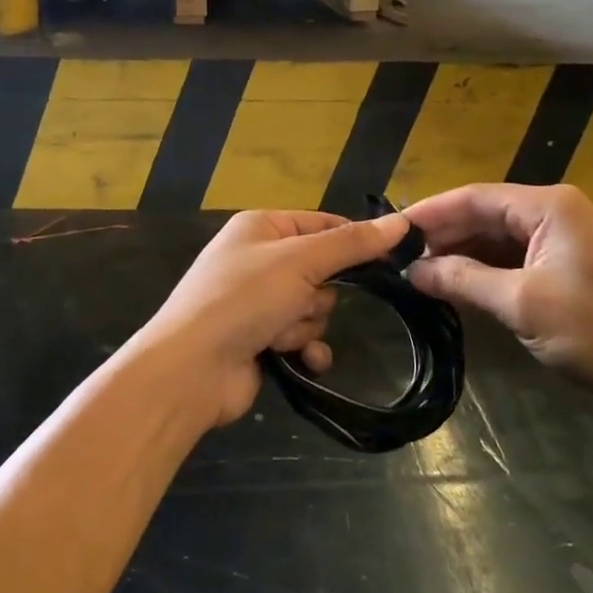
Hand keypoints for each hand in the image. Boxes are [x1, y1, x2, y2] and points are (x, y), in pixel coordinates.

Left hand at [133, 210, 410, 428]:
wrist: (192, 370)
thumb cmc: (244, 298)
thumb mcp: (301, 260)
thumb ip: (352, 244)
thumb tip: (401, 222)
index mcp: (262, 227)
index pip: (322, 223)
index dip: (353, 240)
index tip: (388, 258)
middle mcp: (259, 260)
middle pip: (322, 270)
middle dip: (318, 294)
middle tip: (300, 301)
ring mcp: (257, 302)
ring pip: (314, 307)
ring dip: (305, 324)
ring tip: (280, 334)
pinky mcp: (259, 340)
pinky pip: (302, 337)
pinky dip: (303, 348)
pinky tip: (299, 359)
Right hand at [404, 184, 592, 428]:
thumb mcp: (522, 304)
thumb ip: (463, 280)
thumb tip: (412, 271)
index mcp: (548, 206)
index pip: (474, 197)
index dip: (430, 212)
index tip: (390, 231)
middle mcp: (554, 212)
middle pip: (484, 214)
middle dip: (443, 236)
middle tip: (397, 258)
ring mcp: (562, 240)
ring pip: (497, 238)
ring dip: (461, 255)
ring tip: (417, 274)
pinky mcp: (566, 268)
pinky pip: (513, 259)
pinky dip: (484, 271)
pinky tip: (455, 287)